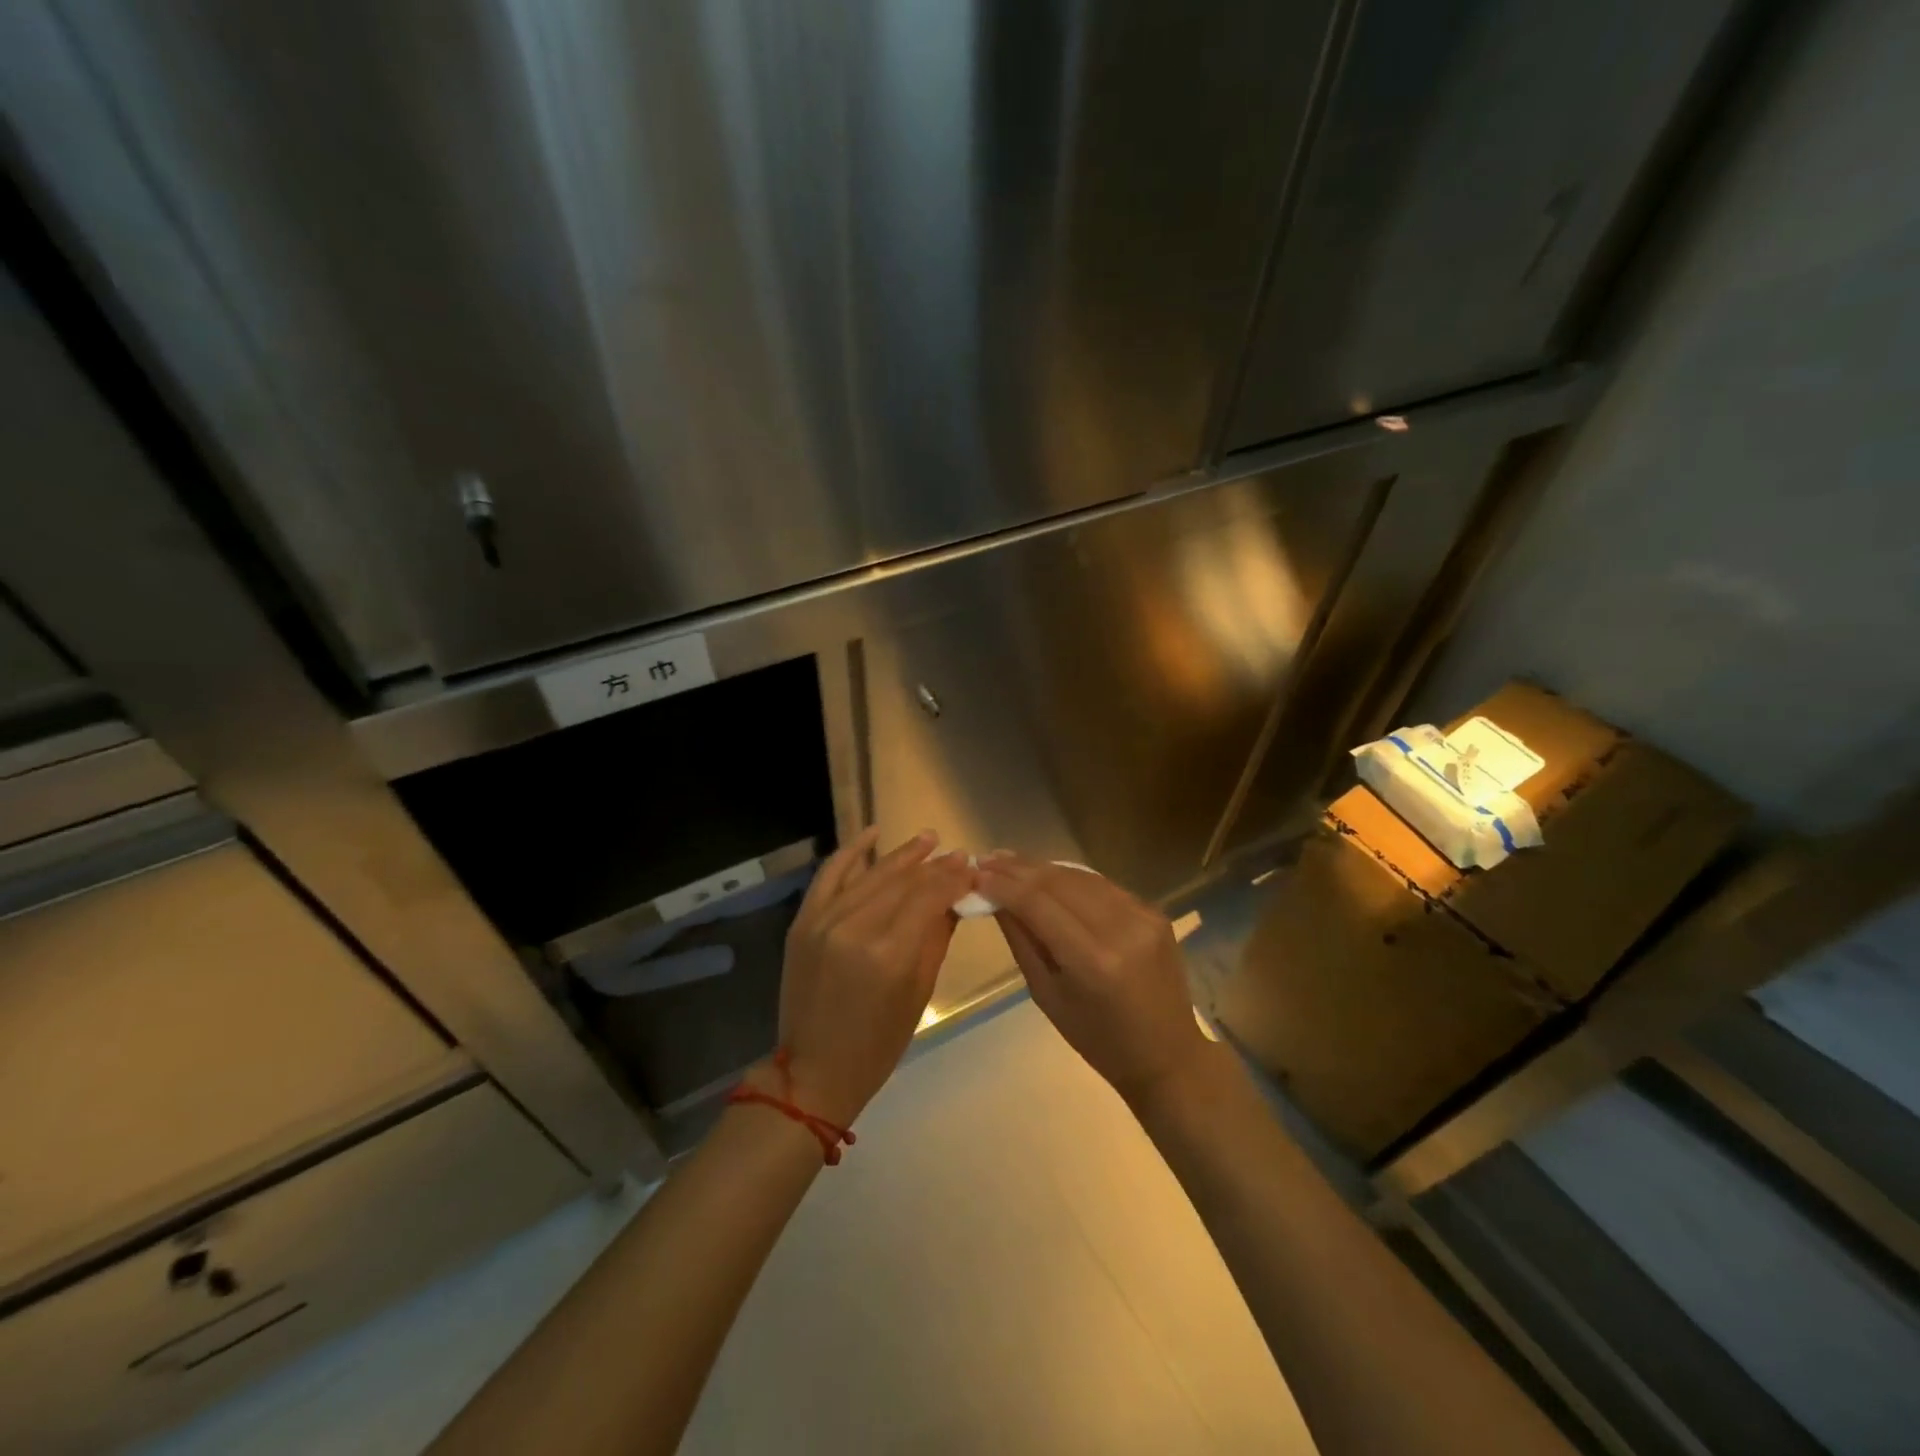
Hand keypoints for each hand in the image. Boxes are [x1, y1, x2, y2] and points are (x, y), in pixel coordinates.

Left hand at [773, 828, 972, 1127]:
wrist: (813, 1070)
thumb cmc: (877, 1044)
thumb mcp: (918, 993)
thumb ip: (936, 938)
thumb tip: (955, 899)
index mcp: (889, 954)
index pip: (929, 897)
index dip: (953, 878)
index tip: (972, 867)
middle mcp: (855, 927)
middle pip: (903, 882)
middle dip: (934, 866)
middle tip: (958, 855)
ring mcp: (824, 921)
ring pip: (871, 875)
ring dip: (902, 855)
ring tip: (928, 839)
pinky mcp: (804, 921)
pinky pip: (829, 875)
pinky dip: (851, 852)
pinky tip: (873, 833)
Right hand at [977, 855, 1209, 1107]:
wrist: (1167, 1054)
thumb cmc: (1098, 1039)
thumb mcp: (1047, 996)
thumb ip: (1022, 942)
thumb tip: (995, 900)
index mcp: (1092, 961)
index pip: (1038, 904)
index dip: (1004, 885)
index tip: (976, 874)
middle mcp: (1121, 928)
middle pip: (1059, 882)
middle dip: (1019, 869)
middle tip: (988, 860)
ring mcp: (1143, 916)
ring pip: (1081, 877)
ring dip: (1043, 868)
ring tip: (1011, 862)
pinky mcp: (1155, 912)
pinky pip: (1103, 887)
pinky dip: (1072, 879)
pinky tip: (1048, 876)